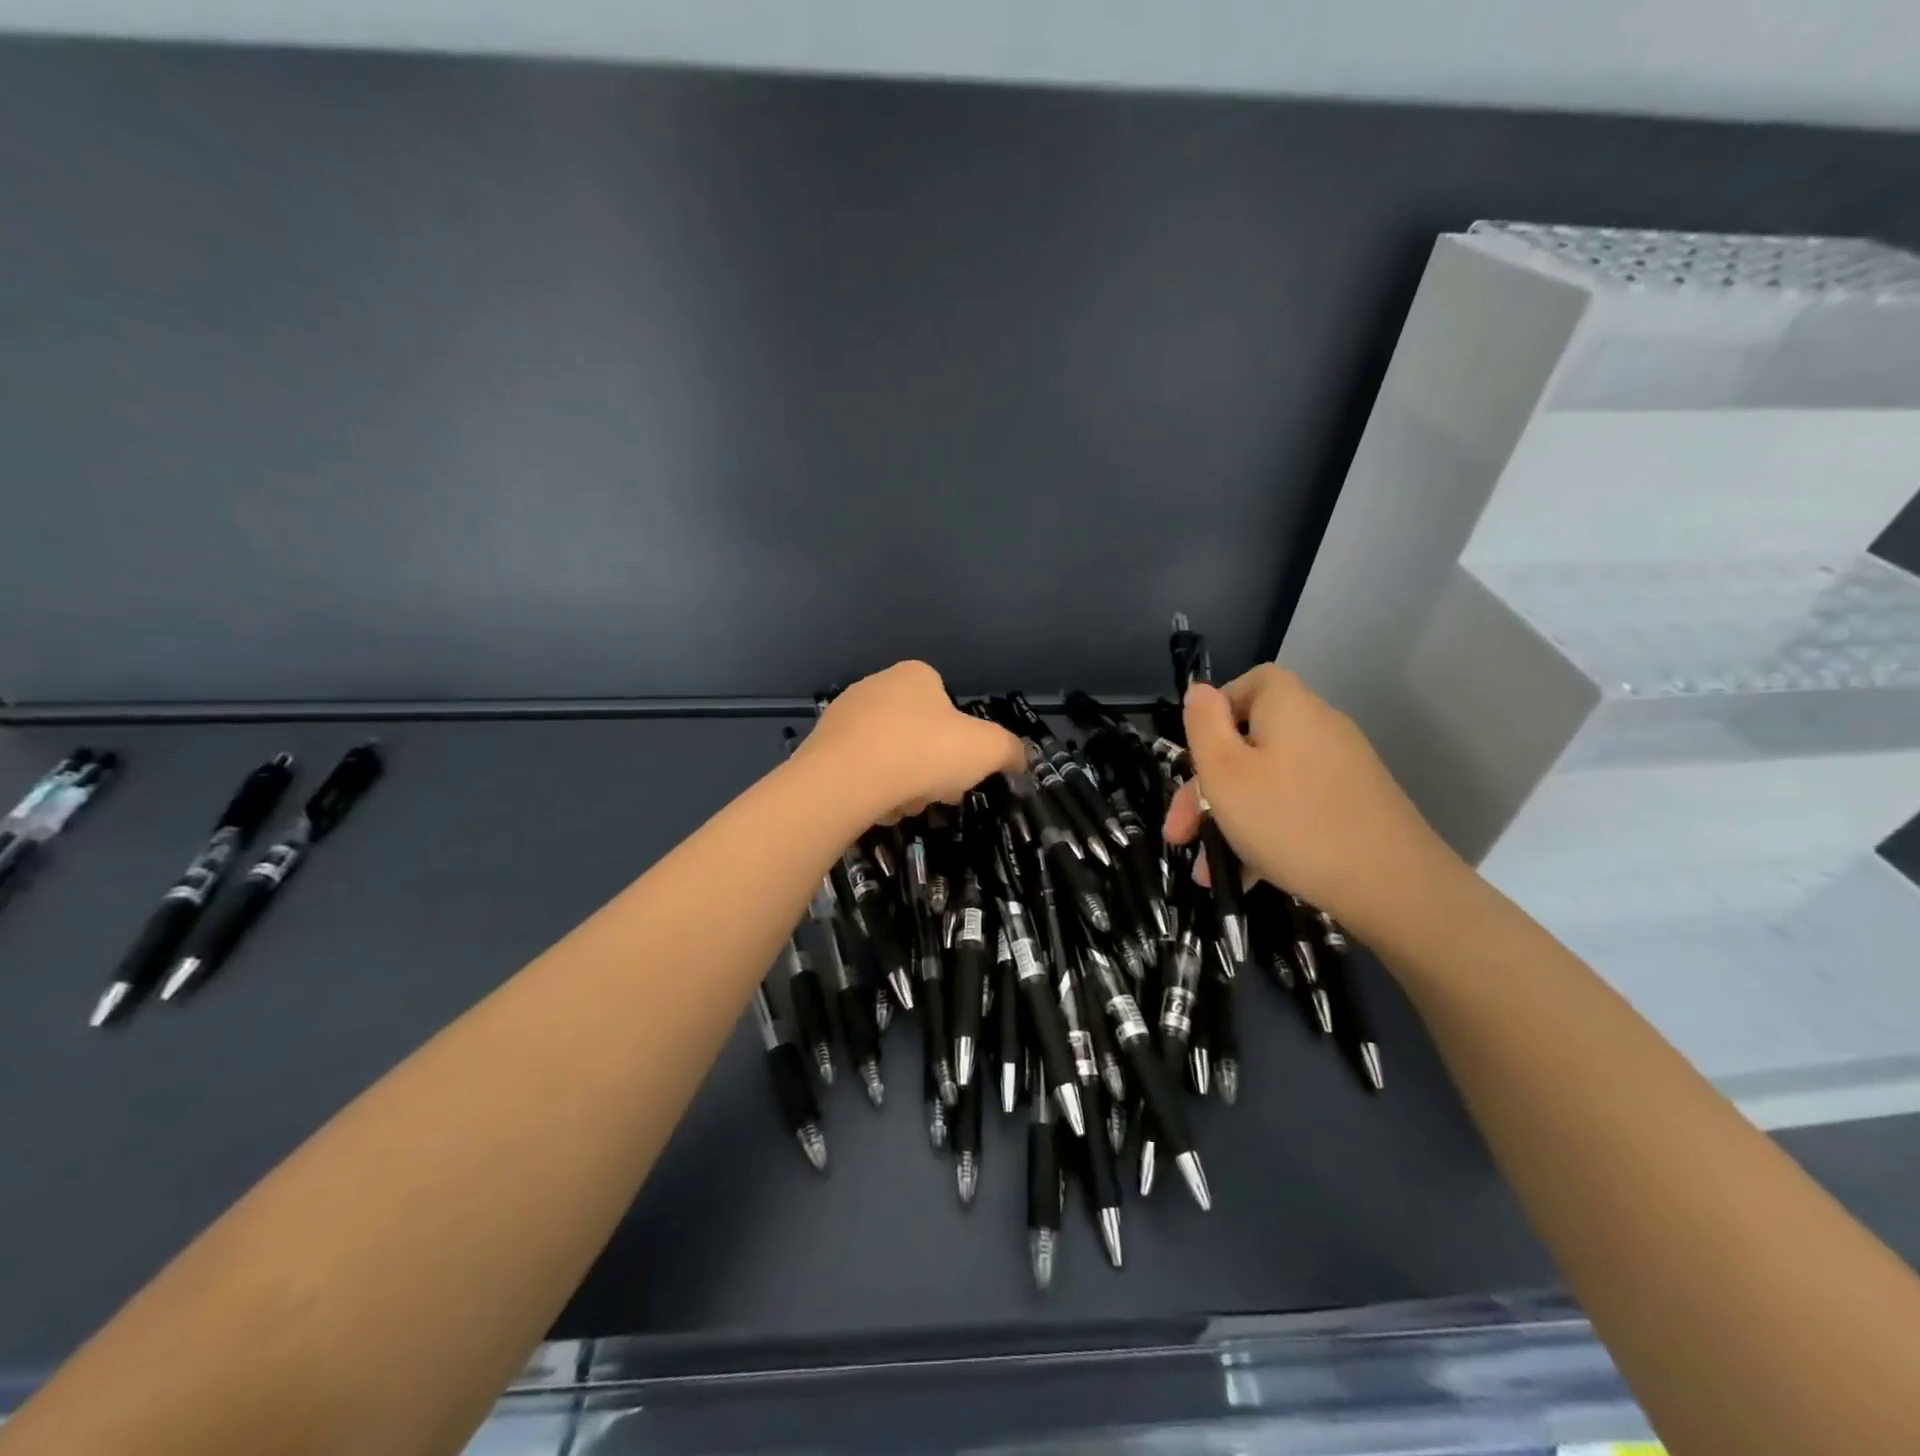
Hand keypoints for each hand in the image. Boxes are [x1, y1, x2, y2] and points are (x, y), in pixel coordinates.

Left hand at [796, 661, 1024, 823]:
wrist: (845, 780)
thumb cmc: (923, 752)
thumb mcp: (987, 749)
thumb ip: (1009, 750)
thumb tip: (1018, 759)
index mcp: (915, 675)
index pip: (947, 704)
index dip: (961, 742)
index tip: (963, 772)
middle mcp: (876, 686)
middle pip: (919, 734)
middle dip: (932, 768)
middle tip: (937, 795)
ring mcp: (844, 716)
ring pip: (890, 756)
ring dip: (903, 783)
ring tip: (903, 806)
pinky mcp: (821, 748)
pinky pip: (859, 772)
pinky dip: (872, 791)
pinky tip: (875, 808)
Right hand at [1163, 664, 1457, 936]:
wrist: (1394, 886)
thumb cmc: (1291, 821)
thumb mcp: (1225, 773)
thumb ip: (1204, 725)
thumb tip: (1199, 690)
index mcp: (1288, 708)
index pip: (1251, 682)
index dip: (1216, 710)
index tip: (1193, 753)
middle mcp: (1317, 730)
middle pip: (1250, 743)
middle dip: (1206, 789)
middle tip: (1179, 832)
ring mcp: (1340, 771)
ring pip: (1267, 784)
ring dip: (1229, 822)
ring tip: (1206, 870)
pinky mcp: (1353, 808)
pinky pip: (1294, 809)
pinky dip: (1265, 835)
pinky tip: (1244, 876)